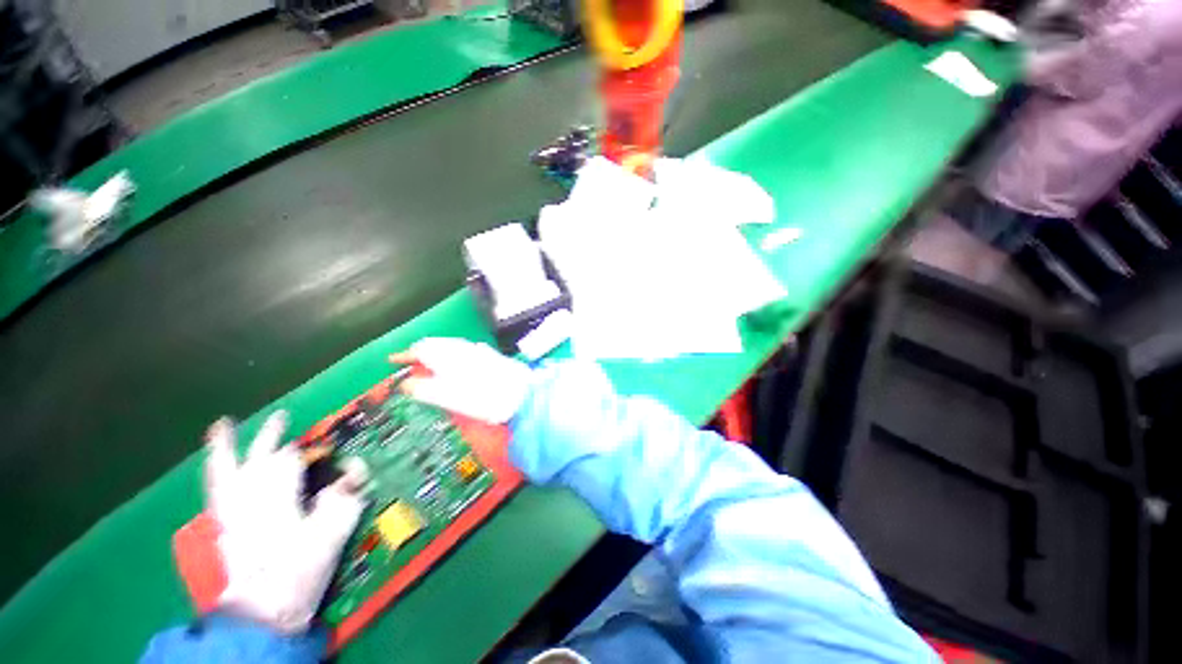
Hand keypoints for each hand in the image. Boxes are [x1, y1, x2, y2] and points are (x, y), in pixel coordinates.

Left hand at [204, 412, 367, 632]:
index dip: (307, 454)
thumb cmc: (301, 570)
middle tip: (283, 417)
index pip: (290, 463)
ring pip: (226, 470)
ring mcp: (231, 511)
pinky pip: (215, 490)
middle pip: (259, 460)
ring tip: (222, 426)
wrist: (265, 610)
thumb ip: (345, 497)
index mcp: (278, 497)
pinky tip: (216, 464)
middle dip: (271, 438)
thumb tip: (357, 468)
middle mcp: (250, 498)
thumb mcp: (333, 534)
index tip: (324, 453)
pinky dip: (214, 472)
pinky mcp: (223, 525)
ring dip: (227, 448)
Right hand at [390, 338, 533, 423]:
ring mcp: (478, 350)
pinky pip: (462, 350)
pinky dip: (451, 356)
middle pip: (434, 345)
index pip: (419, 349)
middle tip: (408, 365)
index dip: (403, 356)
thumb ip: (423, 388)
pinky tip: (454, 367)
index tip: (391, 361)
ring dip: (435, 354)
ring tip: (428, 368)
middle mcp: (462, 347)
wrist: (521, 394)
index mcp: (448, 355)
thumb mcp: (447, 397)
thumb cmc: (484, 398)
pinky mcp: (489, 356)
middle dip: (419, 353)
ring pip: (449, 346)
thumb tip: (406, 384)